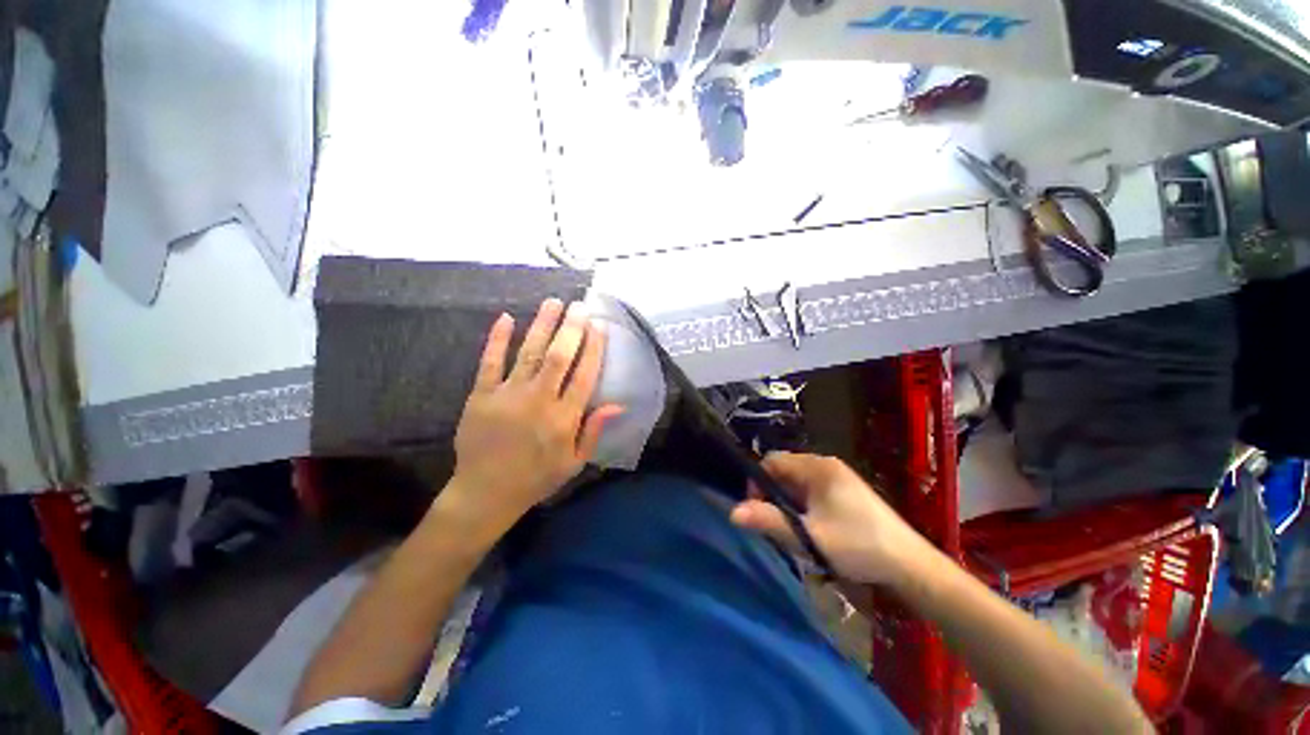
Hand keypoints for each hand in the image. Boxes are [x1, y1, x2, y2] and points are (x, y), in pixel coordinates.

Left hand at [447, 299, 622, 529]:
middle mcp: (539, 400)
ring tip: (553, 302)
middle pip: (559, 357)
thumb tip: (617, 404)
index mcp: (564, 418)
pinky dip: (497, 339)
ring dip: (543, 325)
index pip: (584, 375)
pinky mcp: (481, 395)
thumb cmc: (537, 477)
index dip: (594, 348)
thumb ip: (594, 431)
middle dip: (572, 328)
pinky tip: (506, 318)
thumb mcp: (575, 462)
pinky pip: (490, 362)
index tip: (600, 326)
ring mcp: (508, 395)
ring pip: (530, 353)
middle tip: (580, 305)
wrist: (486, 493)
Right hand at [729, 452, 939, 587]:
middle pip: (785, 472)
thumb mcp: (809, 535)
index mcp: (816, 467)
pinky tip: (813, 531)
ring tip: (795, 531)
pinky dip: (805, 508)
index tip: (758, 510)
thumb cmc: (857, 545)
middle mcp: (826, 465)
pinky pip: (813, 492)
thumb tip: (732, 512)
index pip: (772, 461)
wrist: (910, 565)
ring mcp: (839, 478)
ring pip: (798, 484)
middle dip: (774, 496)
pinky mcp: (847, 492)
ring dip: (790, 505)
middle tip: (777, 525)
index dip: (758, 482)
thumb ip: (769, 521)